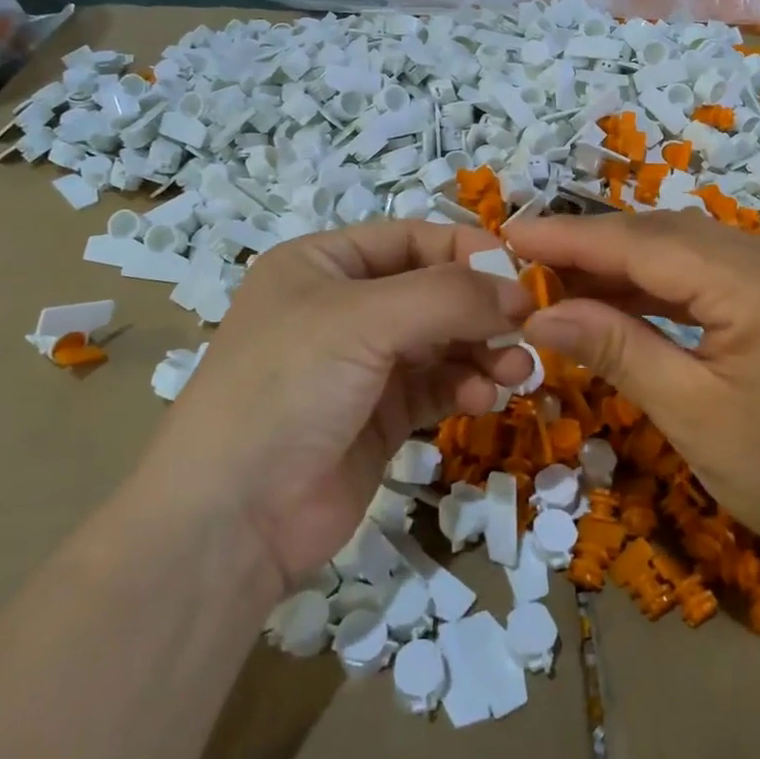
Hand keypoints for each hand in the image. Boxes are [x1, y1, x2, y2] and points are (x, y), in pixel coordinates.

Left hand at [147, 222, 536, 592]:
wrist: (231, 519)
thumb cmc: (287, 388)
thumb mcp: (364, 321)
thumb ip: (449, 297)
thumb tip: (522, 292)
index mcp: (323, 265)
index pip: (411, 239)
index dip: (467, 252)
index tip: (521, 276)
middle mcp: (343, 308)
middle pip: (433, 292)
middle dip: (481, 310)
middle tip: (528, 330)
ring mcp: (362, 366)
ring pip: (442, 342)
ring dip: (482, 351)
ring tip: (515, 371)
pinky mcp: (380, 417)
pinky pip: (437, 386)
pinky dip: (465, 386)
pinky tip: (484, 398)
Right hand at [504, 213, 759, 589]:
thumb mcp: (692, 415)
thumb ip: (616, 350)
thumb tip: (539, 314)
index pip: (649, 245)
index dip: (574, 239)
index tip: (510, 236)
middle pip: (667, 236)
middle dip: (593, 248)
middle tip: (524, 262)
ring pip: (686, 248)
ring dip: (623, 264)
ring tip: (558, 281)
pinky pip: (709, 271)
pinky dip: (659, 284)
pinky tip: (616, 298)